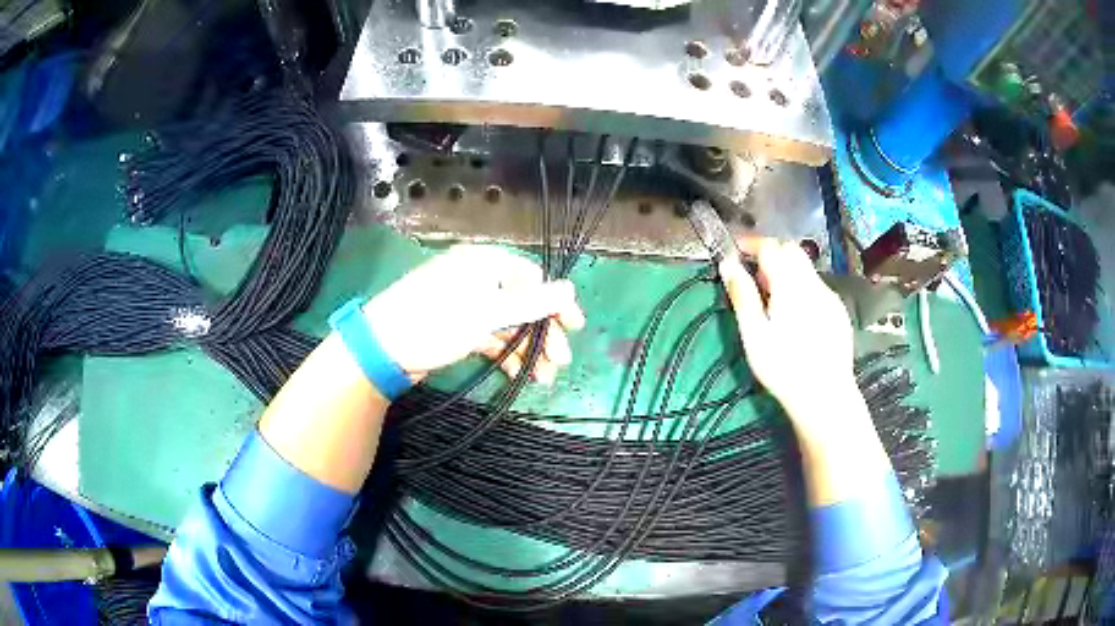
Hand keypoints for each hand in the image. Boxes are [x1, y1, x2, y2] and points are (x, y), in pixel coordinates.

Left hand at [362, 245, 585, 383]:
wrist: (381, 350)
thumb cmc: (433, 323)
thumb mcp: (485, 313)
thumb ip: (531, 303)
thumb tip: (571, 289)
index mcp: (484, 265)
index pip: (532, 279)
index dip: (554, 303)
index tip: (573, 328)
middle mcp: (478, 281)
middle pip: (523, 304)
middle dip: (543, 334)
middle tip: (559, 362)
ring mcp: (468, 307)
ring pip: (509, 325)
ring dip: (527, 349)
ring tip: (542, 378)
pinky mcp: (459, 330)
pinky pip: (492, 339)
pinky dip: (506, 355)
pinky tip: (518, 375)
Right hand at [718, 238, 856, 429]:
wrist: (825, 396)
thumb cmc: (784, 369)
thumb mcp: (755, 335)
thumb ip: (742, 296)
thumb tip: (728, 264)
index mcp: (791, 285)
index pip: (771, 247)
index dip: (751, 244)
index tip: (735, 251)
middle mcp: (814, 283)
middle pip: (792, 251)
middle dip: (770, 253)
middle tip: (752, 275)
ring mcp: (830, 297)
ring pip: (806, 269)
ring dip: (786, 271)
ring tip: (772, 299)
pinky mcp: (838, 312)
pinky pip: (817, 287)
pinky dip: (801, 287)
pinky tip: (796, 316)